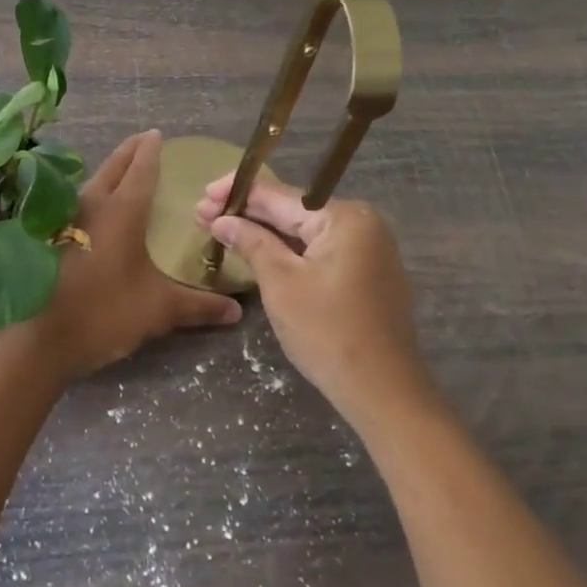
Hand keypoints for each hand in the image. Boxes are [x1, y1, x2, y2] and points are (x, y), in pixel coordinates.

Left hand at [19, 131, 241, 382]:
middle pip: (112, 168)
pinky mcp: (46, 237)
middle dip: (128, 151)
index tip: (157, 134)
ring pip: (90, 184)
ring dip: (107, 173)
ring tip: (121, 173)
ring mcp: (64, 219)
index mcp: (121, 211)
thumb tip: (236, 310)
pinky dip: (90, 197)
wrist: (37, 338)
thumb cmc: (103, 313)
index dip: (151, 150)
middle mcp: (91, 205)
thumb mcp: (157, 310)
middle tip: (142, 140)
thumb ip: (198, 306)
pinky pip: (74, 204)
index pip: (141, 169)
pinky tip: (93, 213)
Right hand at [196, 170, 432, 430]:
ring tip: (220, 228)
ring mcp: (366, 248)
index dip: (237, 193)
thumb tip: (221, 220)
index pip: (280, 195)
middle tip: (201, 214)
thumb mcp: (281, 283)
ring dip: (262, 231)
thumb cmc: (328, 333)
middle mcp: (361, 223)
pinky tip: (256, 249)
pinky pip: (317, 250)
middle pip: (292, 210)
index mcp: (344, 217)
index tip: (202, 196)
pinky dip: (286, 250)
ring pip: (303, 231)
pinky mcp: (364, 272)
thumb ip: (251, 242)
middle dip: (246, 213)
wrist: (384, 392)